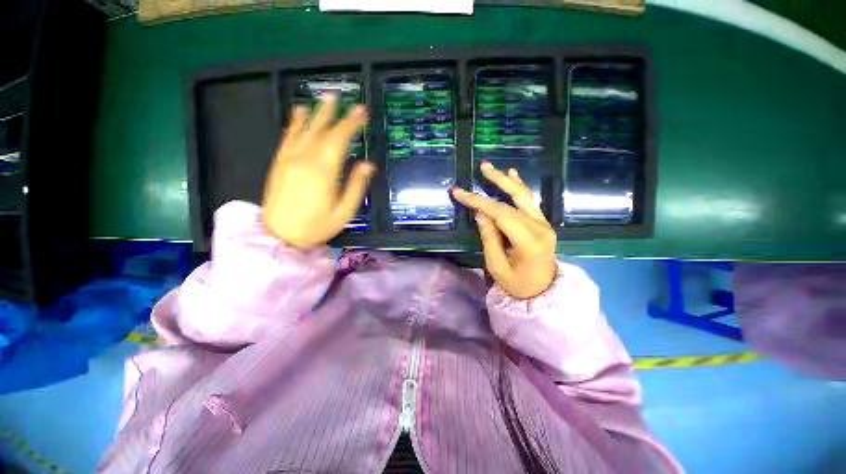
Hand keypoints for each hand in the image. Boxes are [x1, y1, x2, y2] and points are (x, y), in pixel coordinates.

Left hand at [263, 95, 373, 248]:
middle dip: (337, 114)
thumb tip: (368, 164)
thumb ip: (356, 186)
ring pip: (305, 130)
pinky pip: (288, 137)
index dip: (352, 124)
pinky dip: (295, 123)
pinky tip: (300, 112)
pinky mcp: (279, 163)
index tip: (362, 112)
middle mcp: (305, 159)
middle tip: (346, 99)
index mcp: (324, 172)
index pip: (339, 140)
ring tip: (327, 98)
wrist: (279, 236)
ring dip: (317, 113)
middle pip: (323, 131)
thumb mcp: (343, 212)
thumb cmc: (316, 227)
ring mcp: (289, 159)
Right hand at [451, 162, 556, 298]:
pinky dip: (520, 188)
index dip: (479, 201)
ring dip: (507, 180)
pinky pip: (530, 202)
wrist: (543, 291)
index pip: (501, 214)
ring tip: (492, 168)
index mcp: (529, 242)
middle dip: (496, 182)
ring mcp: (544, 223)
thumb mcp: (496, 266)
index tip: (460, 192)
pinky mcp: (543, 223)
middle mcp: (540, 228)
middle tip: (482, 166)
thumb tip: (480, 213)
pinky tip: (513, 174)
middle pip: (514, 200)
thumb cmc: (517, 284)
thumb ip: (489, 238)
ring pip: (524, 196)